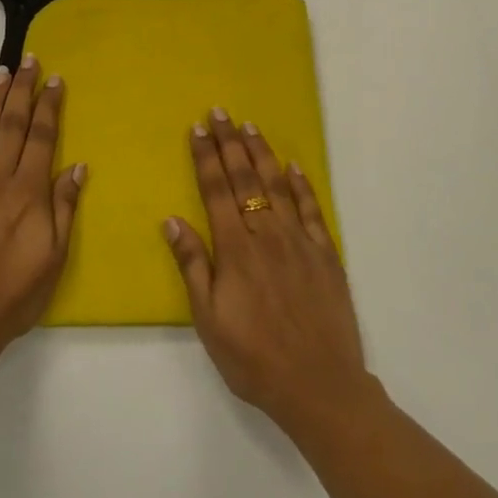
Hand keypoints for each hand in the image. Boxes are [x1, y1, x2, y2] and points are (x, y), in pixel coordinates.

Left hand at [0, 56, 84, 357]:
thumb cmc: (12, 294)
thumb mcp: (53, 257)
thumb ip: (63, 207)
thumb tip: (77, 166)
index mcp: (28, 192)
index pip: (43, 137)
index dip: (50, 106)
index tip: (56, 79)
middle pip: (13, 124)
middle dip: (23, 90)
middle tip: (29, 60)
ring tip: (2, 73)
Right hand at [163, 110, 376, 437]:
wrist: (319, 386)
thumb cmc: (254, 358)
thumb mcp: (209, 320)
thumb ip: (192, 265)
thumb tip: (172, 220)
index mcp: (235, 249)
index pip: (216, 191)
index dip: (205, 157)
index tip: (197, 128)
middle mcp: (267, 235)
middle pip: (245, 179)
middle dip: (229, 143)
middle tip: (219, 112)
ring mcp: (299, 242)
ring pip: (278, 186)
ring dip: (262, 154)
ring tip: (250, 126)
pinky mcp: (326, 254)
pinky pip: (312, 210)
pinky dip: (302, 185)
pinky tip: (294, 166)